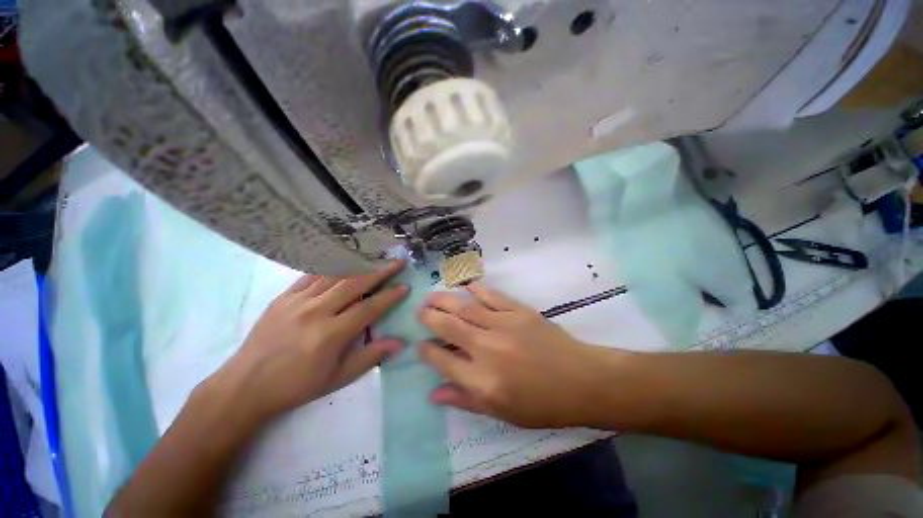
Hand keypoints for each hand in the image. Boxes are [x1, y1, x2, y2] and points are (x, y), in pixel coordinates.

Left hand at [213, 261, 408, 420]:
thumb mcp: (337, 378)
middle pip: (355, 284)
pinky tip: (342, 263)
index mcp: (331, 334)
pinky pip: (311, 275)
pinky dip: (331, 268)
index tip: (405, 286)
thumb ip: (370, 357)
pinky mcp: (283, 297)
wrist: (245, 385)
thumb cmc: (296, 386)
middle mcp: (316, 311)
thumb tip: (399, 342)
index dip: (390, 296)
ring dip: (359, 266)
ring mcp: (298, 301)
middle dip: (380, 271)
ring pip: (335, 275)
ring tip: (375, 259)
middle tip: (398, 262)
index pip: (369, 308)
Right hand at [418, 283, 604, 427]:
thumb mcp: (501, 413)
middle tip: (420, 311)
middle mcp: (487, 349)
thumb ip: (465, 400)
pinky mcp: (519, 311)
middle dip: (429, 318)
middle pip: (449, 328)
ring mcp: (503, 325)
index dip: (427, 352)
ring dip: (445, 300)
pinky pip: (492, 296)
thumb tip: (433, 394)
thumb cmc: (542, 404)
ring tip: (431, 296)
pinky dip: (476, 289)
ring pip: (465, 308)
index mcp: (482, 381)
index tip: (420, 345)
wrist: (581, 380)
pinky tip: (465, 286)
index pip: (443, 361)